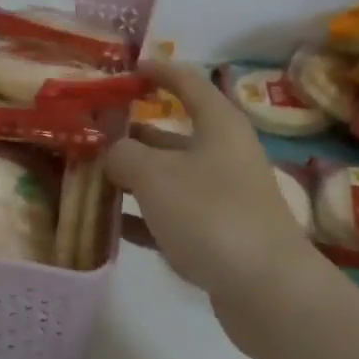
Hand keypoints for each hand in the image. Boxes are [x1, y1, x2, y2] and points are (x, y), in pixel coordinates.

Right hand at [107, 60, 322, 313]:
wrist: (269, 291)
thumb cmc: (211, 214)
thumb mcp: (155, 175)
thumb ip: (124, 155)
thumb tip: (113, 153)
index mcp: (218, 124)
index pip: (187, 82)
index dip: (158, 71)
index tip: (128, 67)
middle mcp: (223, 153)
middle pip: (171, 133)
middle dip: (131, 133)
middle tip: (90, 134)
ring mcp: (223, 196)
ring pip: (169, 177)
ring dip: (132, 178)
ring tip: (89, 179)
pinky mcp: (219, 236)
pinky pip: (173, 216)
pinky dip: (144, 217)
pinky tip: (111, 226)